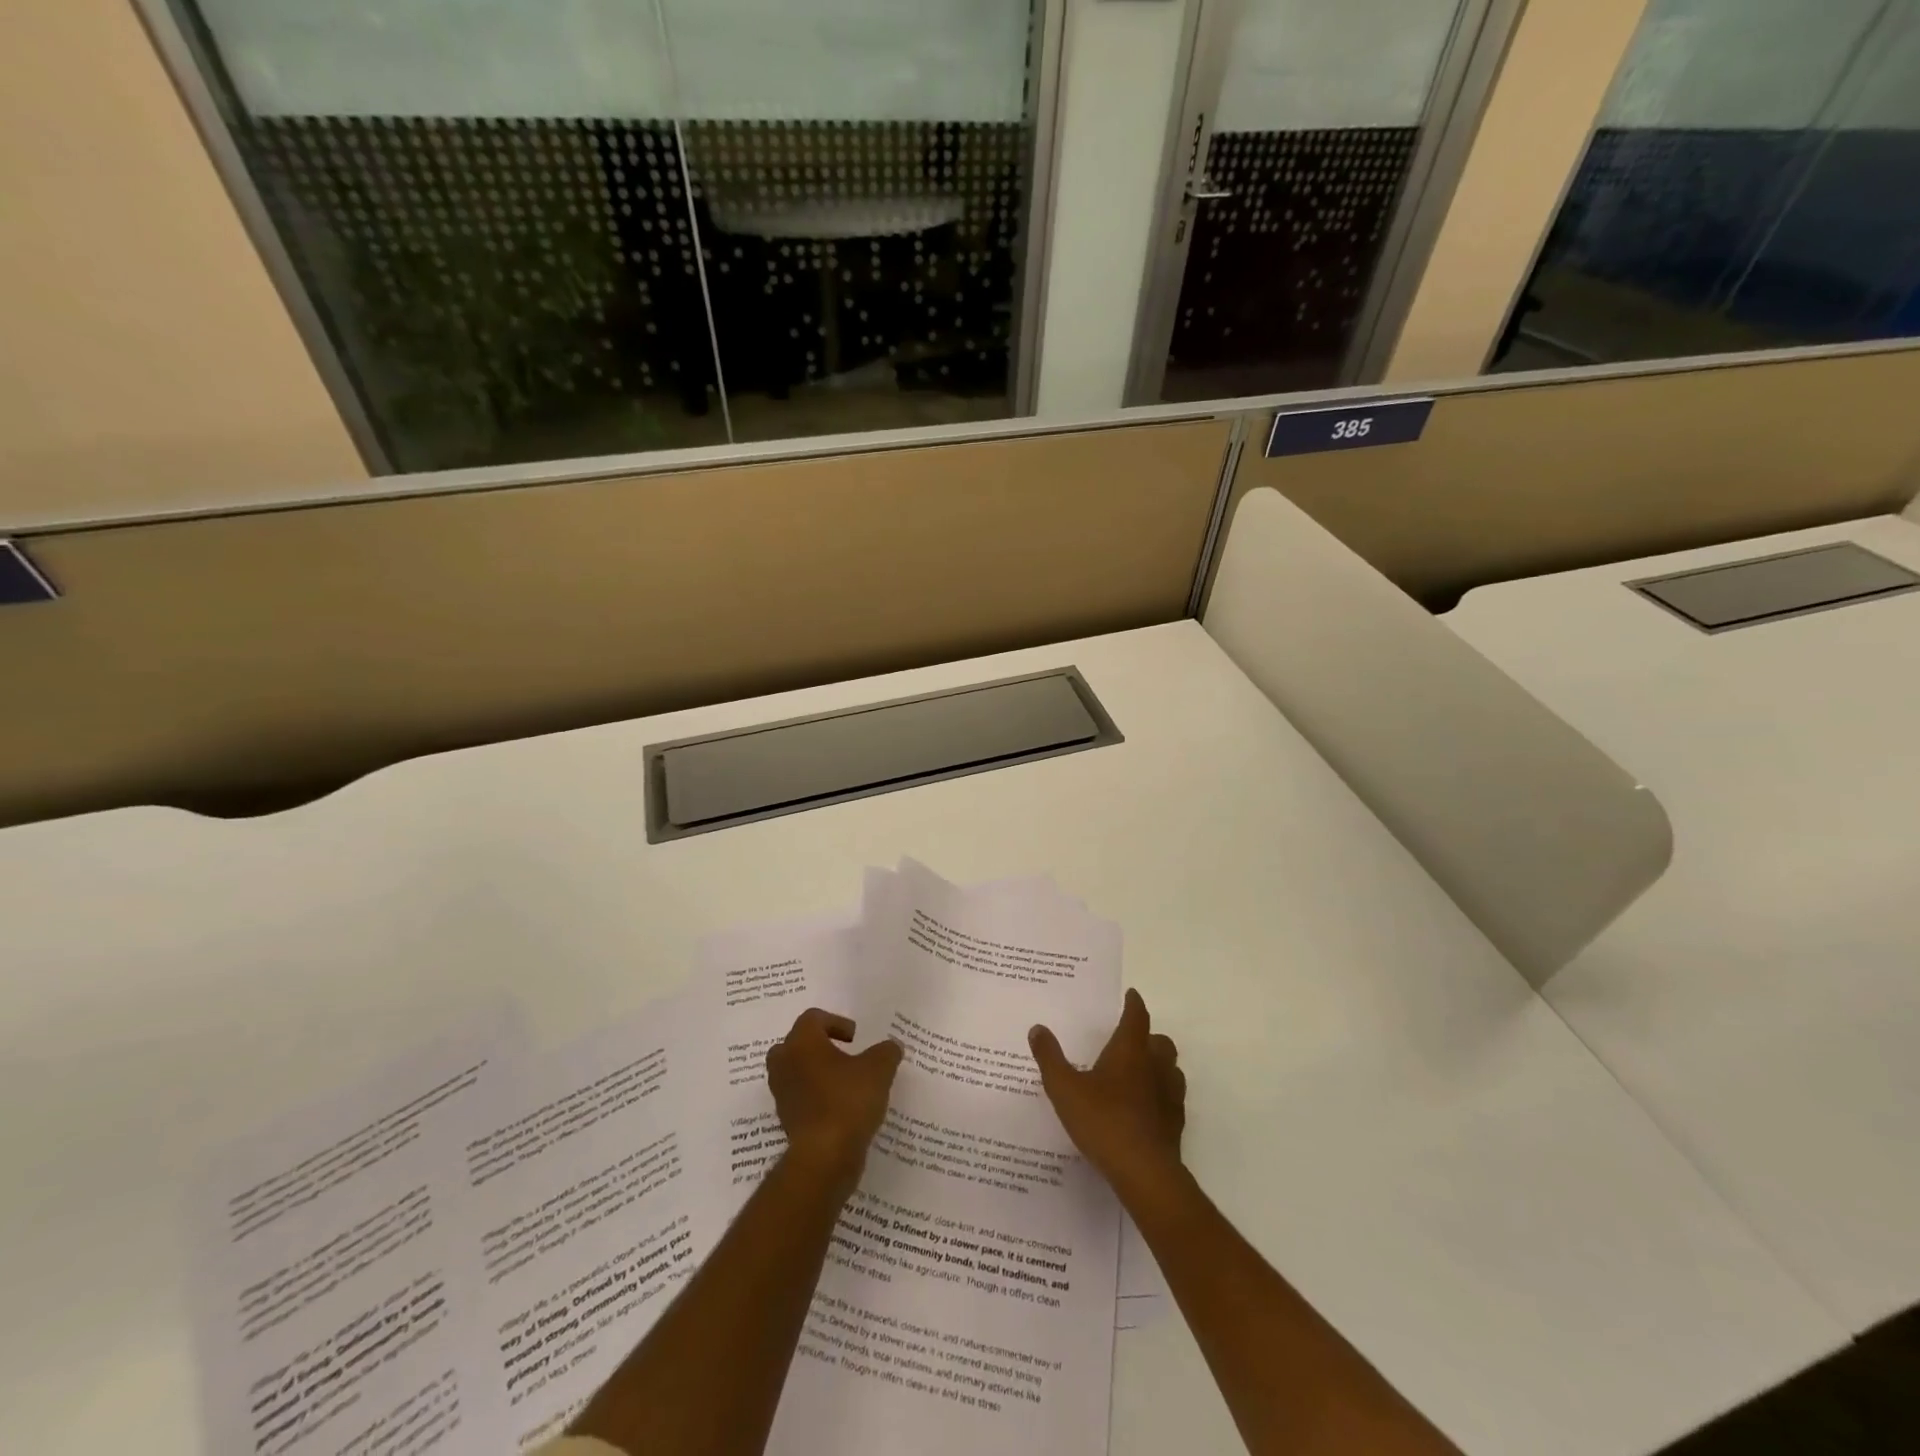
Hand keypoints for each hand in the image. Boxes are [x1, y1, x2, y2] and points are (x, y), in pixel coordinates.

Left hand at [766, 1009, 902, 1196]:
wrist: (824, 1157)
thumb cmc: (848, 1101)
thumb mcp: (879, 1069)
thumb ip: (887, 1052)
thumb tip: (892, 1046)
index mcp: (802, 1042)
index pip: (812, 1018)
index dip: (836, 1022)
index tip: (855, 1038)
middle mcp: (785, 1063)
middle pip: (796, 1043)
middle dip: (819, 1046)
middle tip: (843, 1054)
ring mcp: (782, 1093)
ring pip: (795, 1071)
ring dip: (815, 1072)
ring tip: (843, 1082)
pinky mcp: (785, 1119)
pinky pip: (799, 1097)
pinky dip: (814, 1096)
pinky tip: (839, 1107)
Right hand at [1029, 989, 1185, 1200]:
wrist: (1144, 1171)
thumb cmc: (1103, 1120)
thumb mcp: (1064, 1088)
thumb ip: (1050, 1058)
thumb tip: (1037, 1028)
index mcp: (1130, 1050)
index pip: (1136, 1016)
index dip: (1133, 1003)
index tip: (1131, 994)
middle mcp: (1155, 1066)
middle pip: (1160, 1041)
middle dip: (1148, 1036)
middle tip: (1130, 1040)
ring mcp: (1170, 1095)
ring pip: (1171, 1069)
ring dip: (1158, 1065)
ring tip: (1138, 1073)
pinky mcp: (1176, 1123)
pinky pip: (1171, 1099)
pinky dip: (1160, 1096)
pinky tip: (1144, 1108)